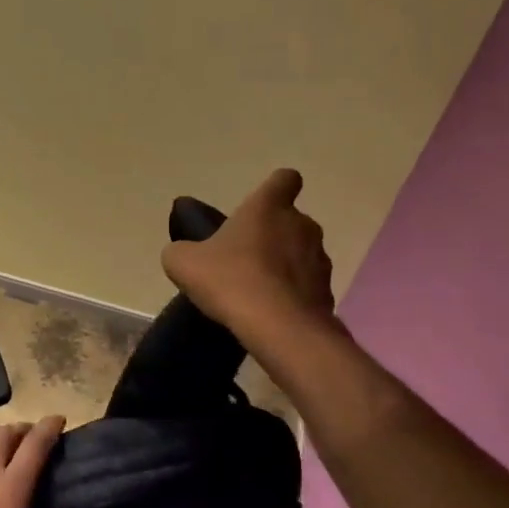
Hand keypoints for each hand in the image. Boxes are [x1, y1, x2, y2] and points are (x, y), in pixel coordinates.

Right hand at [161, 168, 335, 340]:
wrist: (278, 327)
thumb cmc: (229, 280)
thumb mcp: (182, 263)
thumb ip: (182, 251)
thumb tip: (184, 253)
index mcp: (268, 208)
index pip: (284, 179)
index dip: (274, 189)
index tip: (259, 206)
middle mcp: (301, 225)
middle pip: (290, 220)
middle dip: (271, 235)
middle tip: (243, 257)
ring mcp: (319, 259)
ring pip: (300, 253)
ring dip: (283, 265)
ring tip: (256, 290)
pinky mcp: (327, 292)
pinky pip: (306, 286)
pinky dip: (291, 294)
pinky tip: (270, 312)